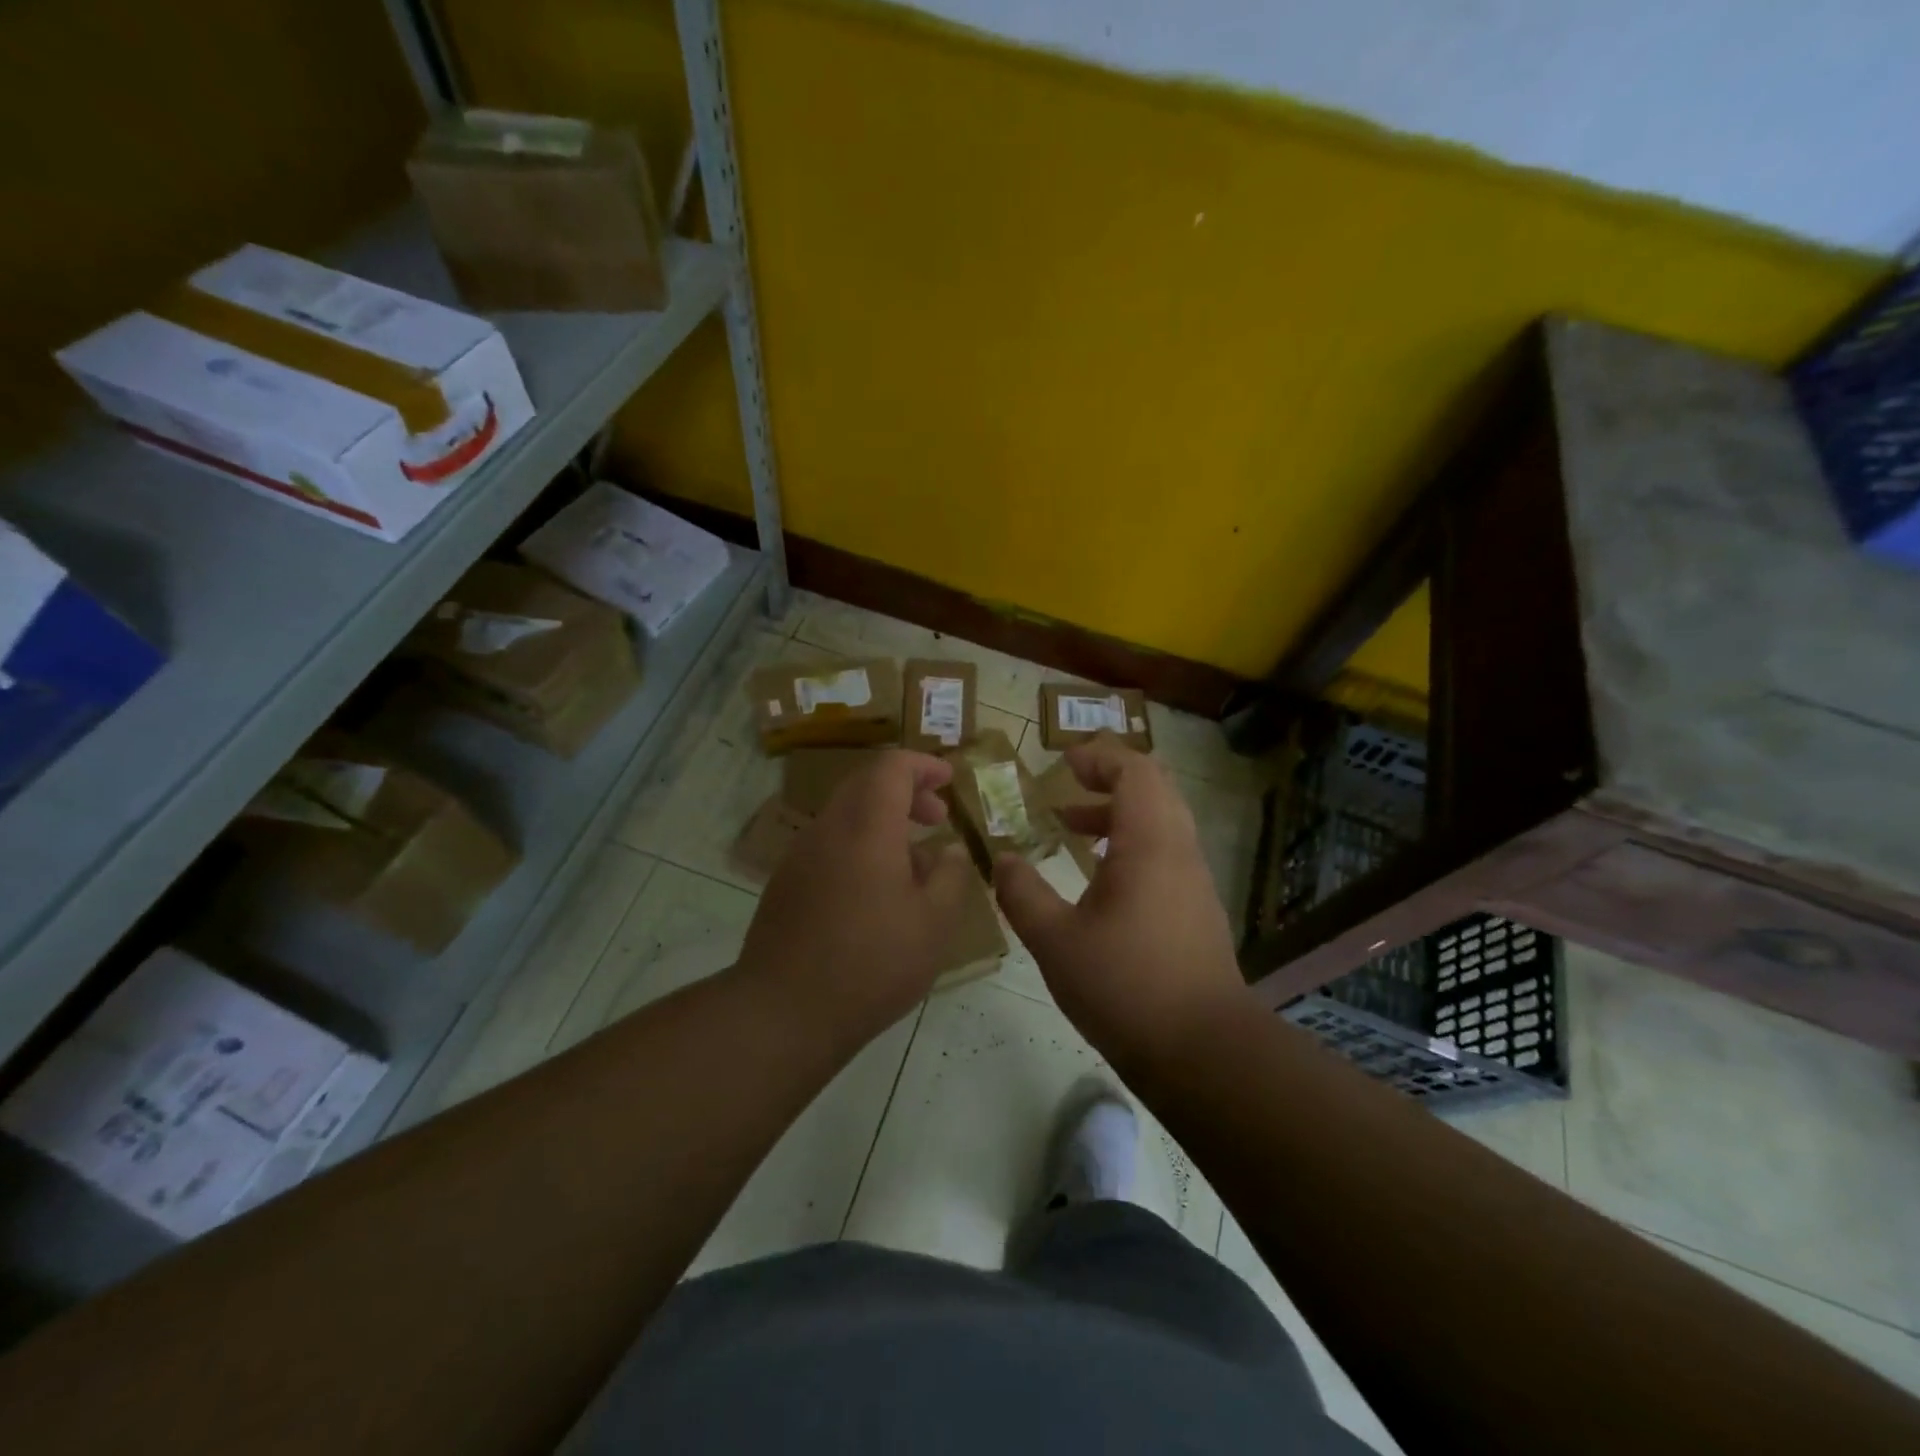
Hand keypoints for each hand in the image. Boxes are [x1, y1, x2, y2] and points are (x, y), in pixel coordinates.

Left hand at [738, 750, 974, 1049]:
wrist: (784, 1012)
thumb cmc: (871, 963)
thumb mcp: (934, 923)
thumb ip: (950, 875)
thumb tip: (949, 850)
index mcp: (866, 826)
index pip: (892, 767)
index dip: (923, 765)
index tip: (950, 779)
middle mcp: (828, 828)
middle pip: (866, 784)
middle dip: (906, 790)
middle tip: (938, 817)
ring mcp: (801, 855)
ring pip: (846, 814)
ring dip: (883, 819)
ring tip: (916, 860)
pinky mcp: (787, 883)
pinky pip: (830, 843)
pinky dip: (861, 844)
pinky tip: (879, 889)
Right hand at [993, 739, 1246, 1068]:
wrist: (1203, 1051)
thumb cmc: (1125, 986)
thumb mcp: (1055, 941)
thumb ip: (1023, 894)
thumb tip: (1001, 860)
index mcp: (1149, 843)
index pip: (1135, 771)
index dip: (1099, 757)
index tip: (1063, 763)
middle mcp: (1179, 850)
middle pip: (1154, 787)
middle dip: (1109, 777)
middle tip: (1068, 785)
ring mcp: (1194, 880)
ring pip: (1161, 821)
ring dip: (1118, 813)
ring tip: (1072, 827)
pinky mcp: (1197, 908)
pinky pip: (1166, 851)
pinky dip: (1132, 843)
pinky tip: (1098, 877)